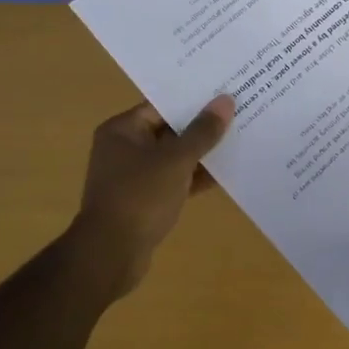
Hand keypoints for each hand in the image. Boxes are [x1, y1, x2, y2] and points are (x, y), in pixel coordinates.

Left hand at [69, 95, 234, 296]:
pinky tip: (224, 175)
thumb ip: (202, 132)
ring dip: (200, 154)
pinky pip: (172, 181)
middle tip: (237, 114)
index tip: (224, 94)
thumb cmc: (140, 197)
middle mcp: (123, 148)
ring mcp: (132, 176)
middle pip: (168, 130)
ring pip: (172, 157)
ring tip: (238, 141)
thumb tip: (225, 101)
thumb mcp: (176, 160)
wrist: (111, 254)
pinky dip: (193, 178)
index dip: (193, 100)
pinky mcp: (143, 201)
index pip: (162, 106)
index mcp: (122, 130)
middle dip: (200, 127)